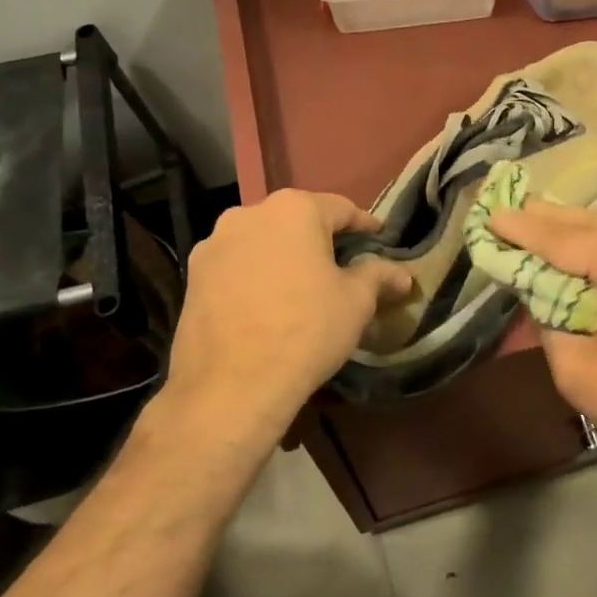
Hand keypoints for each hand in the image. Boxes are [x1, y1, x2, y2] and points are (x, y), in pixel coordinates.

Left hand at [159, 190, 409, 452]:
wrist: (232, 386)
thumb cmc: (307, 331)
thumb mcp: (356, 302)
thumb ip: (378, 276)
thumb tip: (403, 275)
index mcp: (294, 209)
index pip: (341, 209)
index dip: (365, 226)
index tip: (379, 240)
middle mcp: (249, 213)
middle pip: (297, 220)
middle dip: (320, 239)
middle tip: (342, 264)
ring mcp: (214, 244)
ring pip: (262, 241)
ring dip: (284, 256)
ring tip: (301, 285)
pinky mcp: (193, 276)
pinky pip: (236, 265)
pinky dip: (255, 275)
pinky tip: (267, 303)